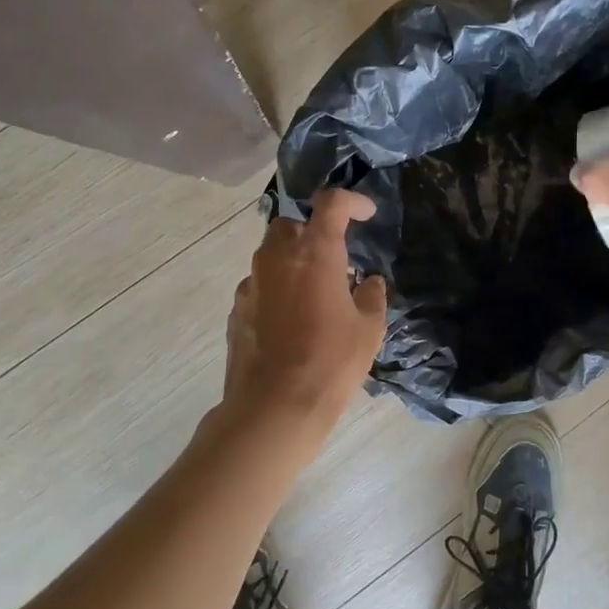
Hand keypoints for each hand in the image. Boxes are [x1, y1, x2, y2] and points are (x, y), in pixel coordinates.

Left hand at [222, 189, 386, 427]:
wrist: (274, 406)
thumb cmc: (331, 362)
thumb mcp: (369, 329)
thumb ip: (371, 296)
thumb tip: (369, 282)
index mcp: (315, 252)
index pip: (331, 204)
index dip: (351, 202)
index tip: (366, 214)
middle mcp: (277, 257)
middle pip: (292, 223)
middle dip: (313, 231)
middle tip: (334, 258)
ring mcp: (252, 283)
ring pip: (271, 254)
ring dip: (293, 261)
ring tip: (314, 292)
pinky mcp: (236, 309)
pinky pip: (259, 285)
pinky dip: (276, 289)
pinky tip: (291, 320)